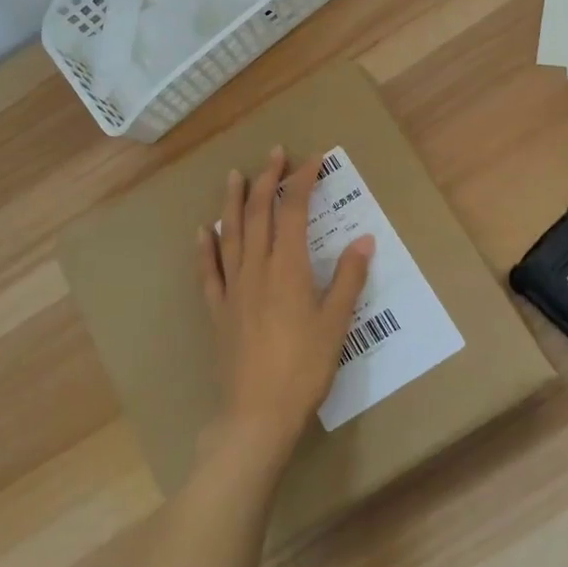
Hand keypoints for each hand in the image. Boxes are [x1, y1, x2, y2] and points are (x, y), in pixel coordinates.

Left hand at [195, 147, 374, 463]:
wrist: (258, 413)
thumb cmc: (304, 367)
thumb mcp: (336, 323)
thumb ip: (348, 278)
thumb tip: (364, 239)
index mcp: (287, 267)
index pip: (294, 211)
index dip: (302, 181)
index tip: (313, 159)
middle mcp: (256, 268)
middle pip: (258, 213)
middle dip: (267, 179)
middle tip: (274, 154)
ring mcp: (232, 288)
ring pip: (230, 234)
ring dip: (233, 201)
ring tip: (235, 175)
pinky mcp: (218, 310)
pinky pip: (209, 271)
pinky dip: (206, 247)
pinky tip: (203, 231)